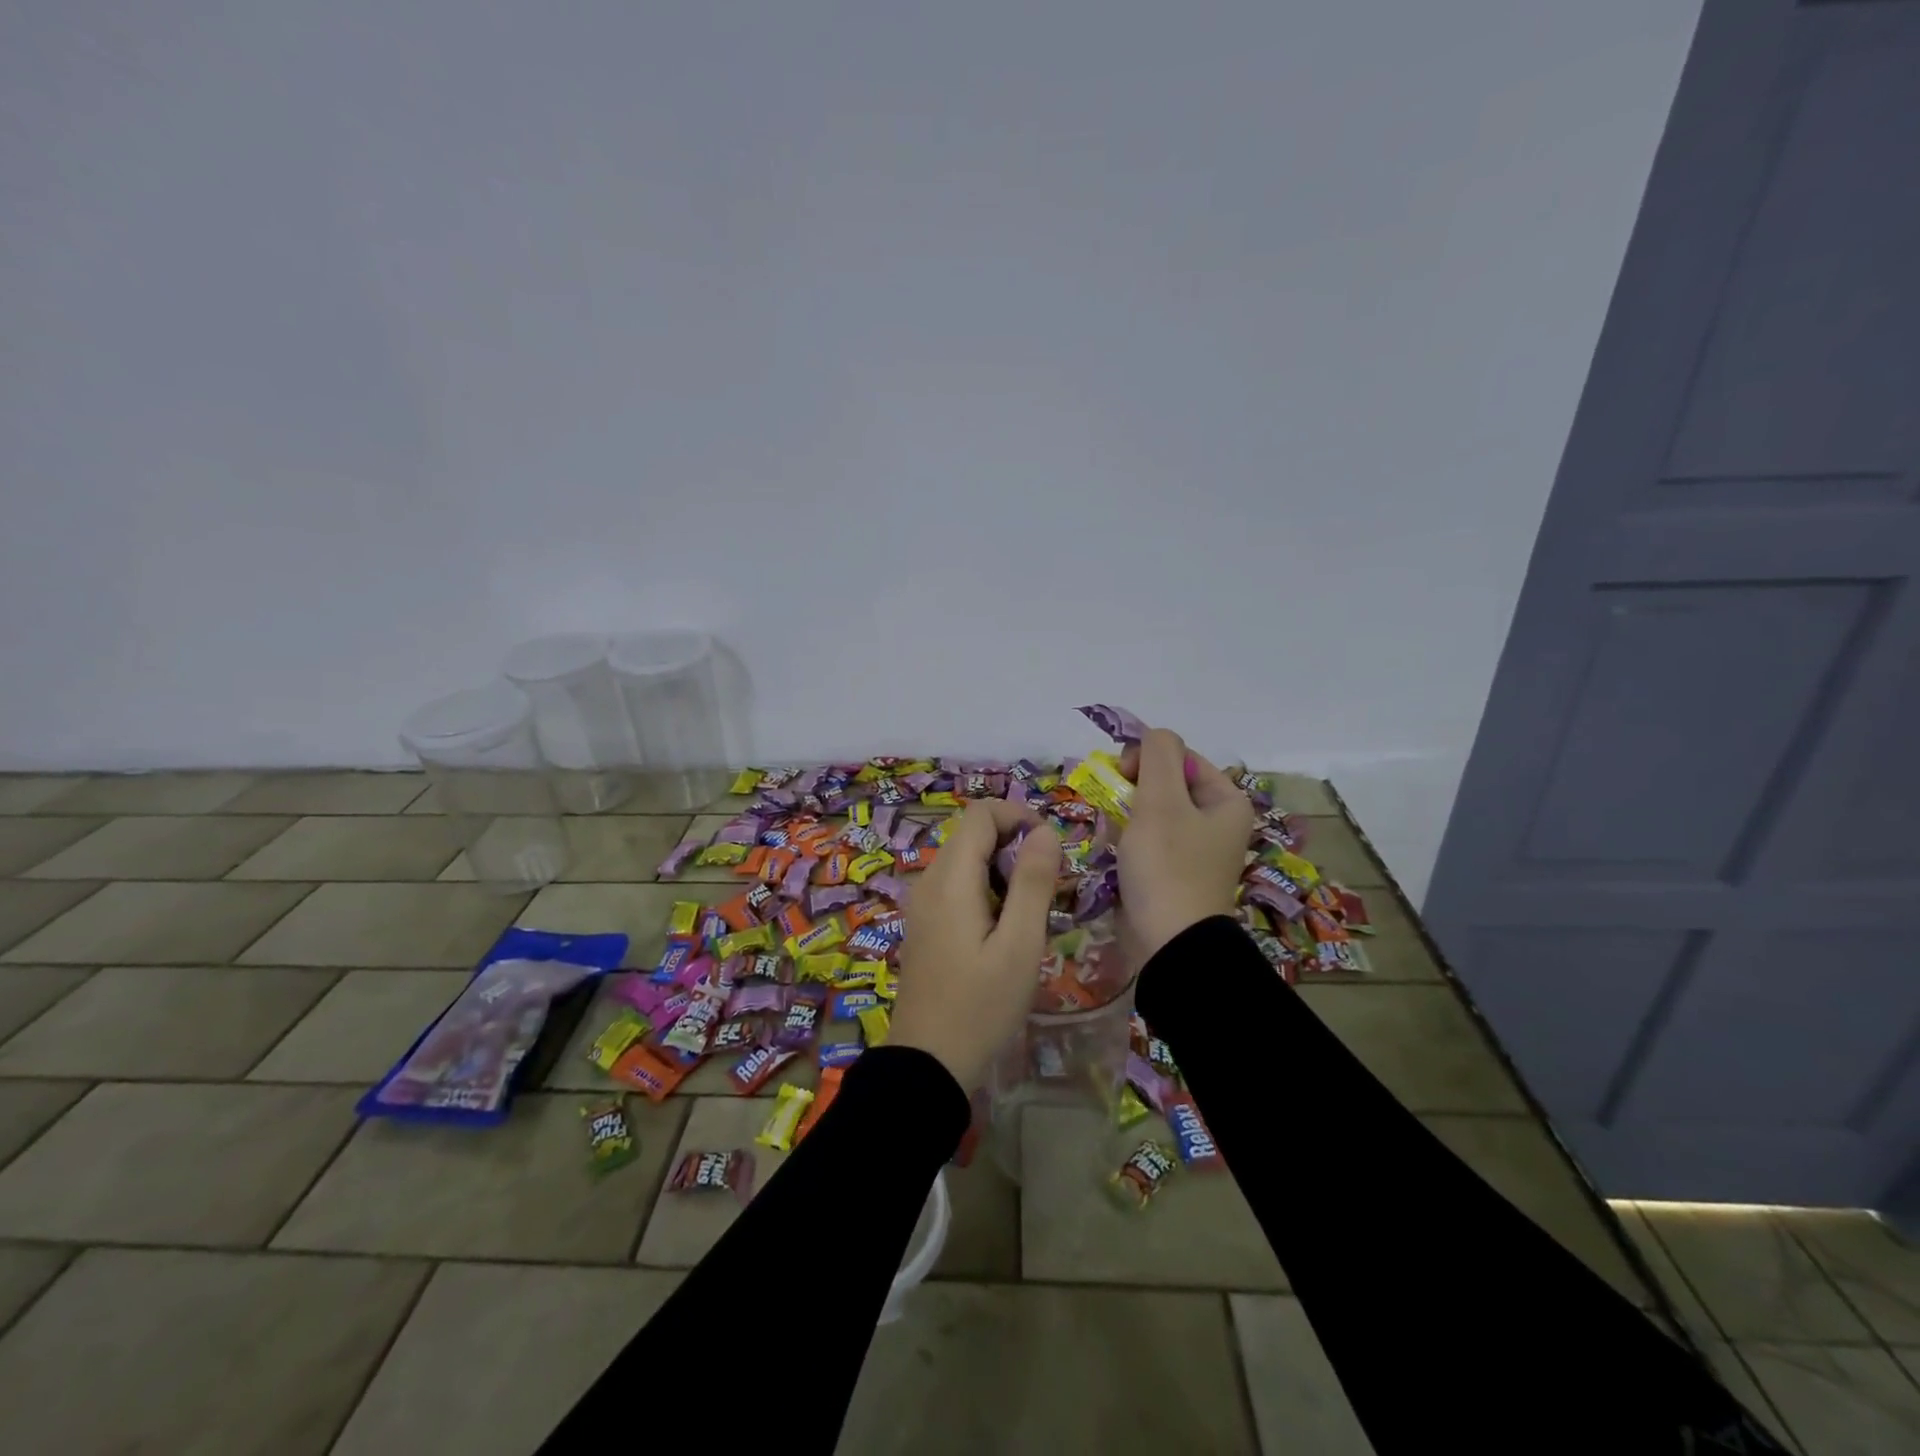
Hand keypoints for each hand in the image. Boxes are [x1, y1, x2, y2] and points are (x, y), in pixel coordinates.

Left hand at [893, 801, 1061, 1089]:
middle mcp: (929, 880)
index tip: (1050, 851)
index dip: (1019, 817)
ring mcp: (922, 902)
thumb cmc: (980, 1005)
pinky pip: (957, 885)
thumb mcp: (1019, 945)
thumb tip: (1045, 832)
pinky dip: (985, 889)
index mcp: (950, 878)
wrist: (927, 1063)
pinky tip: (1004, 929)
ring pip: (966, 859)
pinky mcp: (924, 923)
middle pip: (972, 834)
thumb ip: (1033, 882)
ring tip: (1030, 912)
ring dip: (1002, 869)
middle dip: (1014, 845)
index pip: (981, 813)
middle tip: (1047, 888)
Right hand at [1115, 727, 1255, 968]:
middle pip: (1165, 783)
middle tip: (1113, 807)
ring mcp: (1194, 850)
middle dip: (1132, 790)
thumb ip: (1156, 754)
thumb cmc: (1168, 866)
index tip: (1121, 778)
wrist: (1170, 945)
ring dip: (1125, 815)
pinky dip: (1127, 840)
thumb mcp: (1161, 800)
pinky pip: (1147, 841)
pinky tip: (1113, 851)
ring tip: (1112, 833)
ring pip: (1151, 812)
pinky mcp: (1173, 873)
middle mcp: (1216, 822)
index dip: (1147, 759)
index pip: (1179, 756)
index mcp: (1226, 800)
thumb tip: (1151, 736)